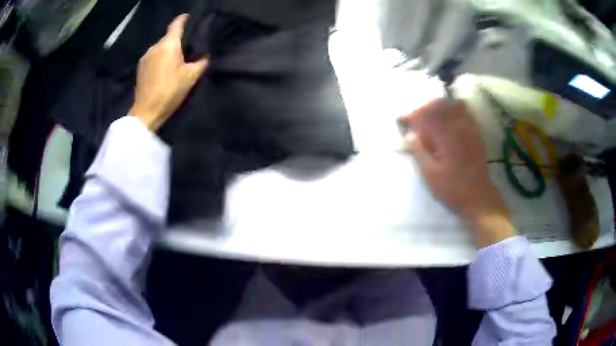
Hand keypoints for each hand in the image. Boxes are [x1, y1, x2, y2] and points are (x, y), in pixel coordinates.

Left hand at [130, 14, 208, 130]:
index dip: (183, 19)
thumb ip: (201, 62)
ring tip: (175, 61)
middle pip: (168, 37)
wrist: (147, 112)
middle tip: (187, 49)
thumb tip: (204, 56)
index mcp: (169, 45)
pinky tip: (164, 69)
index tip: (188, 17)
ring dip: (168, 50)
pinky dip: (160, 58)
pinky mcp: (140, 67)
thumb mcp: (191, 77)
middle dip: (177, 40)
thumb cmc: (170, 91)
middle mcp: (155, 47)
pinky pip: (153, 56)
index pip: (176, 25)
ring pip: (160, 47)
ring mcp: (145, 57)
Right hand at [398, 99, 515, 247]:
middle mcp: (458, 126)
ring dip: (437, 107)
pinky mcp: (475, 133)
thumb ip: (418, 152)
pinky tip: (448, 117)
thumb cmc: (452, 188)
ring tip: (430, 118)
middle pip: (437, 105)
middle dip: (423, 110)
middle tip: (415, 122)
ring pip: (451, 105)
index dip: (410, 117)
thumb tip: (410, 135)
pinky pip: (465, 112)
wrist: (478, 197)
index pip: (424, 115)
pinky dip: (453, 109)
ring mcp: (469, 128)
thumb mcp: (430, 174)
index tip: (401, 122)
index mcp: (445, 136)